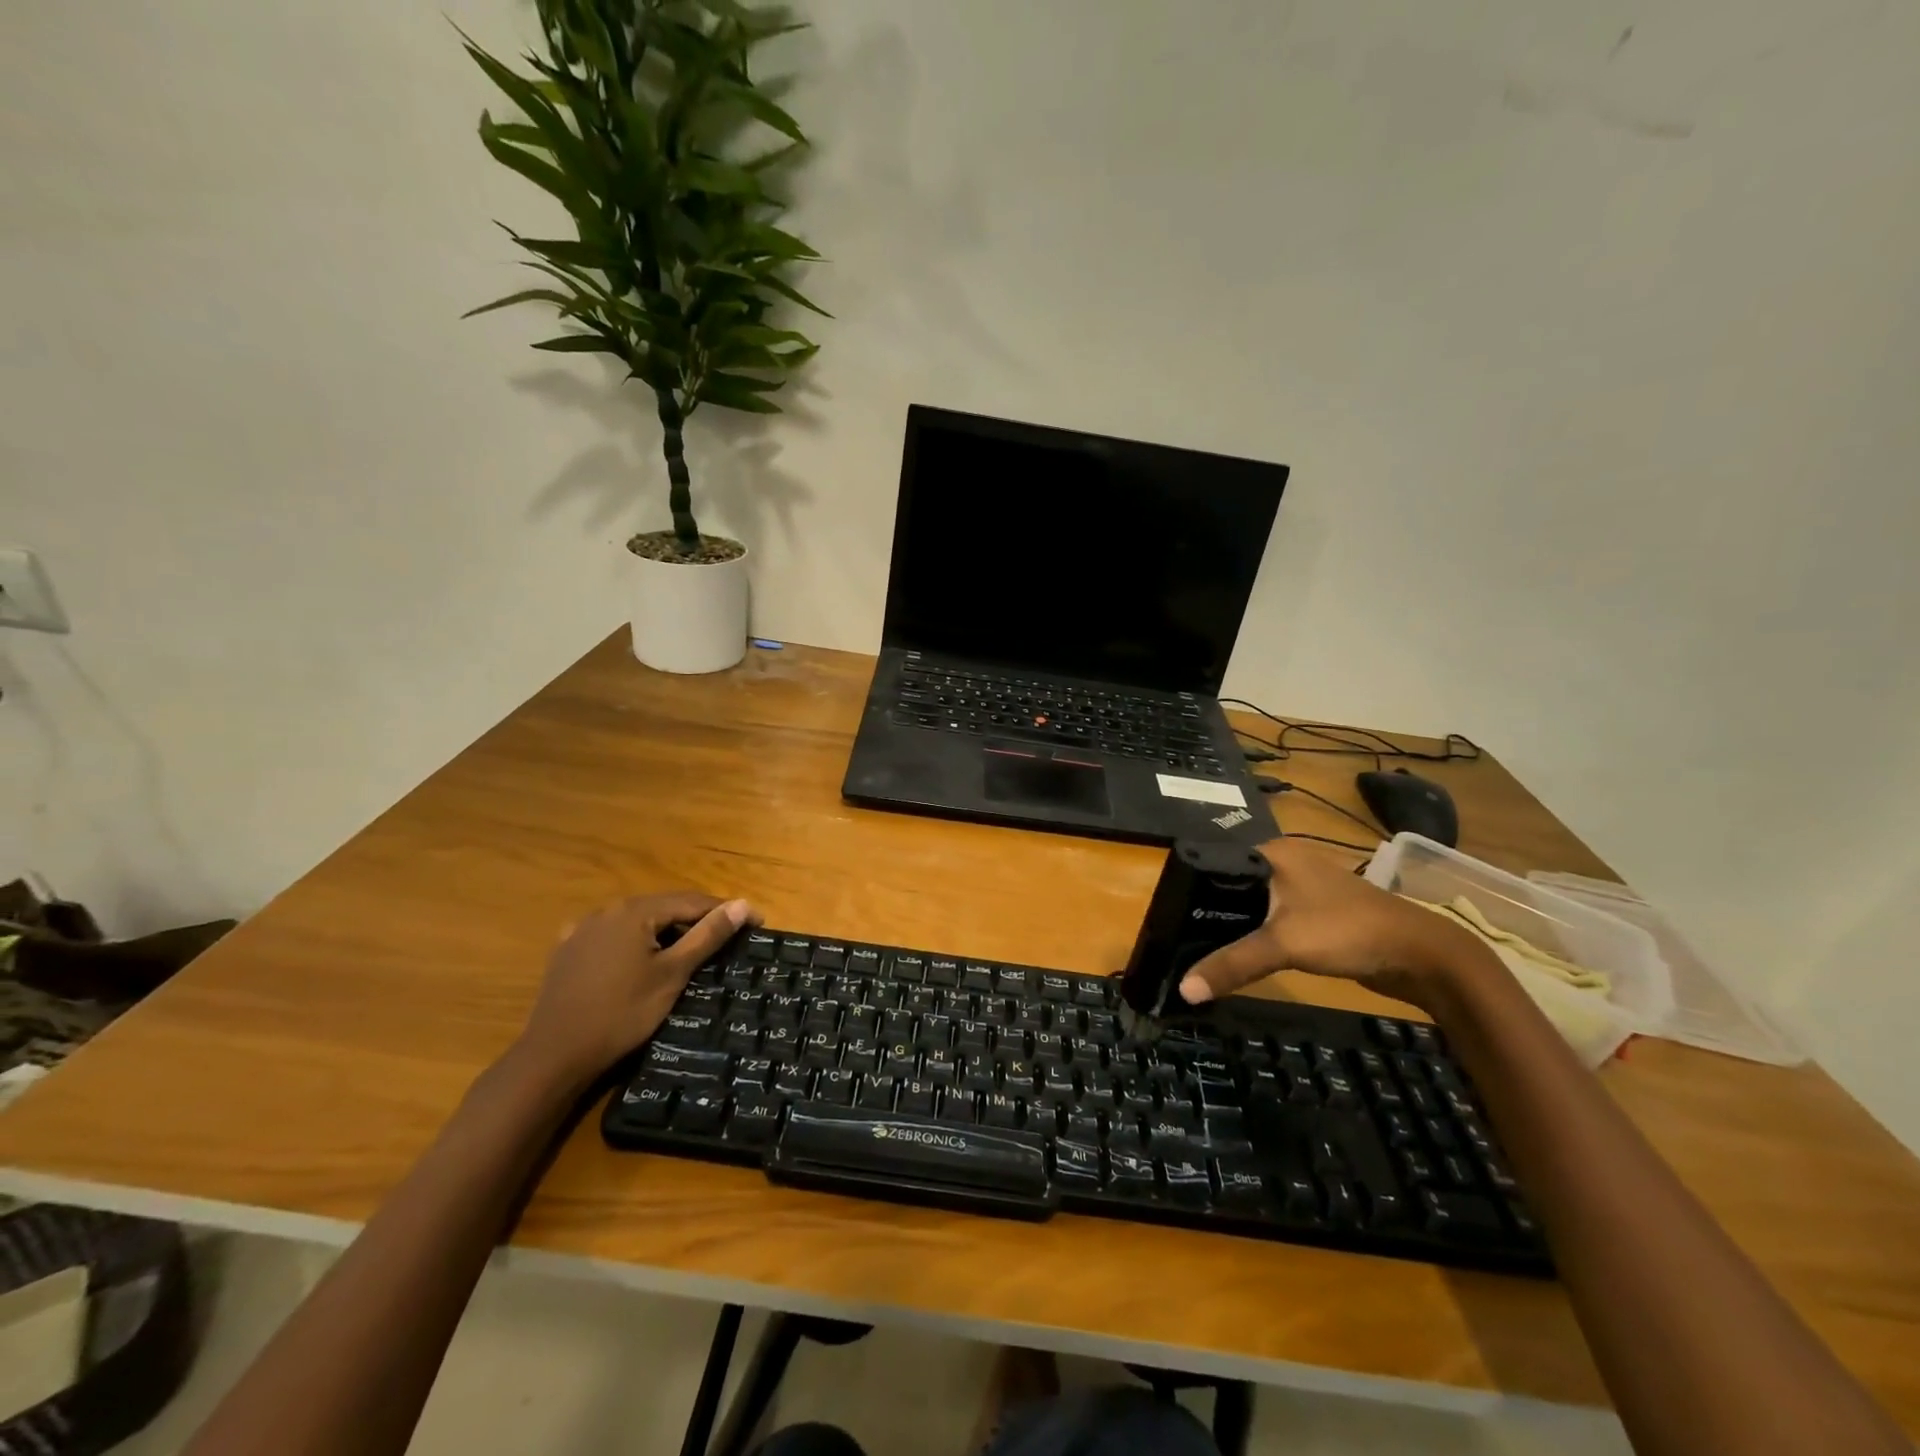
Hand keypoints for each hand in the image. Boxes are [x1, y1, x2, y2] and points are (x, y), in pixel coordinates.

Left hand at [516, 892, 755, 1086]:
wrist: (554, 1056)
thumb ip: (707, 936)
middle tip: (727, 938)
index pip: (692, 902)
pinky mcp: (567, 951)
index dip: (726, 911)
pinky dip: (635, 943)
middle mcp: (608, 910)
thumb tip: (741, 905)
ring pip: (638, 922)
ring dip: (666, 931)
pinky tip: (641, 958)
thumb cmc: (622, 1014)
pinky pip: (613, 937)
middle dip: (697, 920)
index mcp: (635, 911)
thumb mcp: (672, 974)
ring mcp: (583, 929)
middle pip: (664, 908)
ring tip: (690, 949)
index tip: (757, 923)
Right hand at [1179, 840, 1486, 1013]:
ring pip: (1251, 904)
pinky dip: (1253, 935)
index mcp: (1270, 852)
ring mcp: (1300, 886)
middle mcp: (1282, 862)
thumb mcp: (1283, 944)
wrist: (1418, 953)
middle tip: (1175, 940)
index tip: (1164, 919)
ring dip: (1231, 926)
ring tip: (1195, 948)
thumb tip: (1183, 990)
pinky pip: (1270, 919)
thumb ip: (1231, 964)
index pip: (1214, 864)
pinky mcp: (1313, 911)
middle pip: (1230, 886)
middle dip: (1206, 912)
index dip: (1187, 891)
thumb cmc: (1346, 930)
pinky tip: (1236, 953)